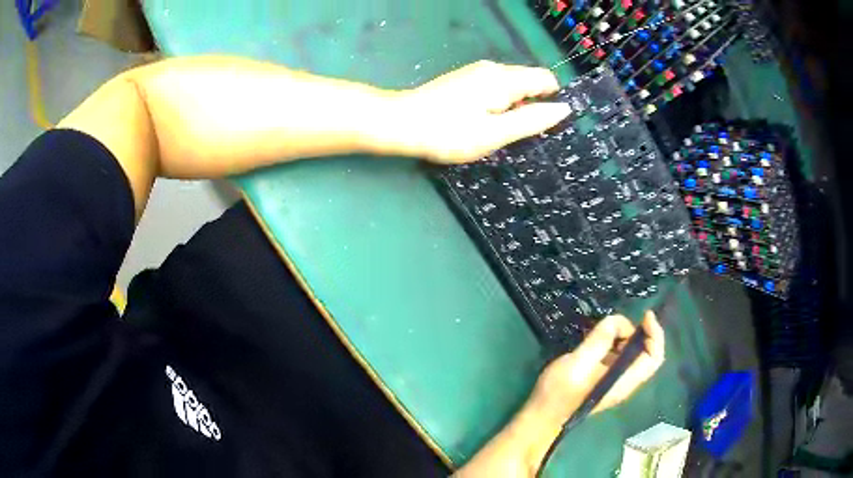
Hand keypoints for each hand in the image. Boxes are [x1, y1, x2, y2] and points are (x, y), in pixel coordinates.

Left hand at [386, 61, 570, 162]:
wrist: (401, 123)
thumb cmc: (449, 132)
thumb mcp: (496, 133)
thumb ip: (532, 120)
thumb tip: (563, 109)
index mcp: (504, 78)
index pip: (545, 79)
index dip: (551, 100)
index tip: (542, 125)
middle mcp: (493, 69)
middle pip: (529, 82)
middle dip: (531, 106)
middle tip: (514, 134)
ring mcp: (476, 73)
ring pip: (510, 87)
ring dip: (512, 108)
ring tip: (496, 132)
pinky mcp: (464, 80)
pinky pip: (494, 89)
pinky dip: (497, 105)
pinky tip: (482, 123)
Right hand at [529, 312, 665, 423]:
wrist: (542, 414)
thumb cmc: (560, 392)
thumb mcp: (579, 362)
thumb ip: (600, 340)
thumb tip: (615, 321)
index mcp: (624, 381)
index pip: (654, 357)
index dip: (655, 334)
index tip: (644, 316)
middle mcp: (625, 381)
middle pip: (645, 353)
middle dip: (636, 333)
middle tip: (615, 324)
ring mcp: (614, 381)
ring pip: (630, 354)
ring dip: (623, 337)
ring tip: (602, 330)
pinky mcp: (603, 379)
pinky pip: (617, 357)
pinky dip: (613, 344)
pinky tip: (596, 340)